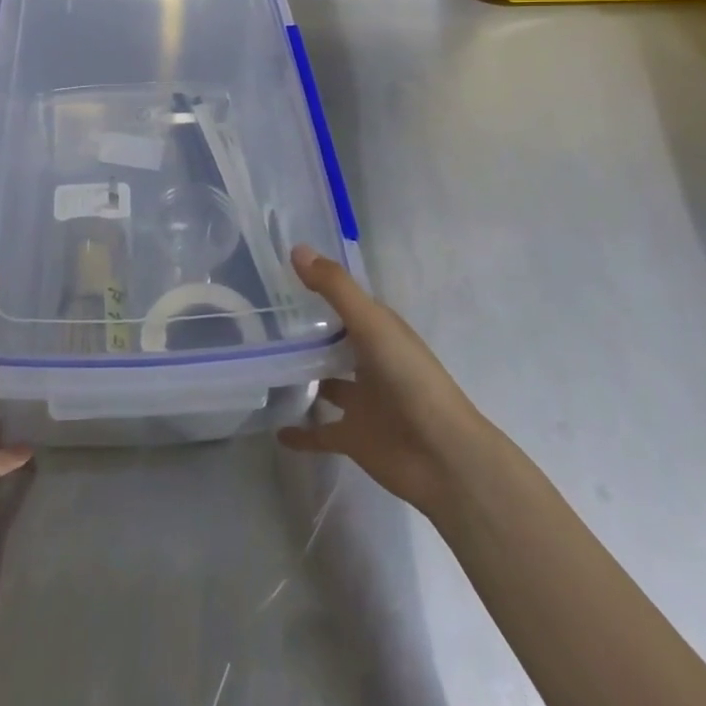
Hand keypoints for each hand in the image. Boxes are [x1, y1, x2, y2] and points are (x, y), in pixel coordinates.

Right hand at [278, 245, 490, 518]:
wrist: (444, 457)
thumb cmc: (410, 379)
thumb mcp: (372, 324)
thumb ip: (335, 288)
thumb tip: (296, 248)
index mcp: (378, 331)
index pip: (344, 302)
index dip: (317, 288)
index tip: (278, 276)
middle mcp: (369, 361)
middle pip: (334, 342)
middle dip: (306, 333)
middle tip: (262, 320)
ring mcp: (361, 401)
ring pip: (327, 384)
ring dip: (303, 378)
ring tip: (264, 367)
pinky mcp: (354, 437)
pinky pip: (320, 433)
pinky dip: (301, 433)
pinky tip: (276, 430)